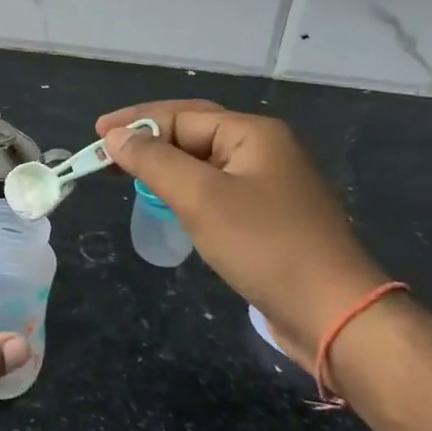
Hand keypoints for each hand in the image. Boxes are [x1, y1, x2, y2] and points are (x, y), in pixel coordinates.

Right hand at [99, 101, 391, 368]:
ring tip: (124, 172)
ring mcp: (268, 184)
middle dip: (146, 139)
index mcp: (253, 133)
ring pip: (202, 162)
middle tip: (104, 150)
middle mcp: (263, 149)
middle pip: (192, 132)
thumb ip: (154, 161)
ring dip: (162, 164)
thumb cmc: (265, 245)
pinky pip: (214, 188)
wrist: (336, 315)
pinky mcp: (267, 216)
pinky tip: (164, 200)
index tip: (96, 138)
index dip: (135, 123)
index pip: (181, 115)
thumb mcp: (200, 198)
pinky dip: (183, 188)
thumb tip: (116, 136)